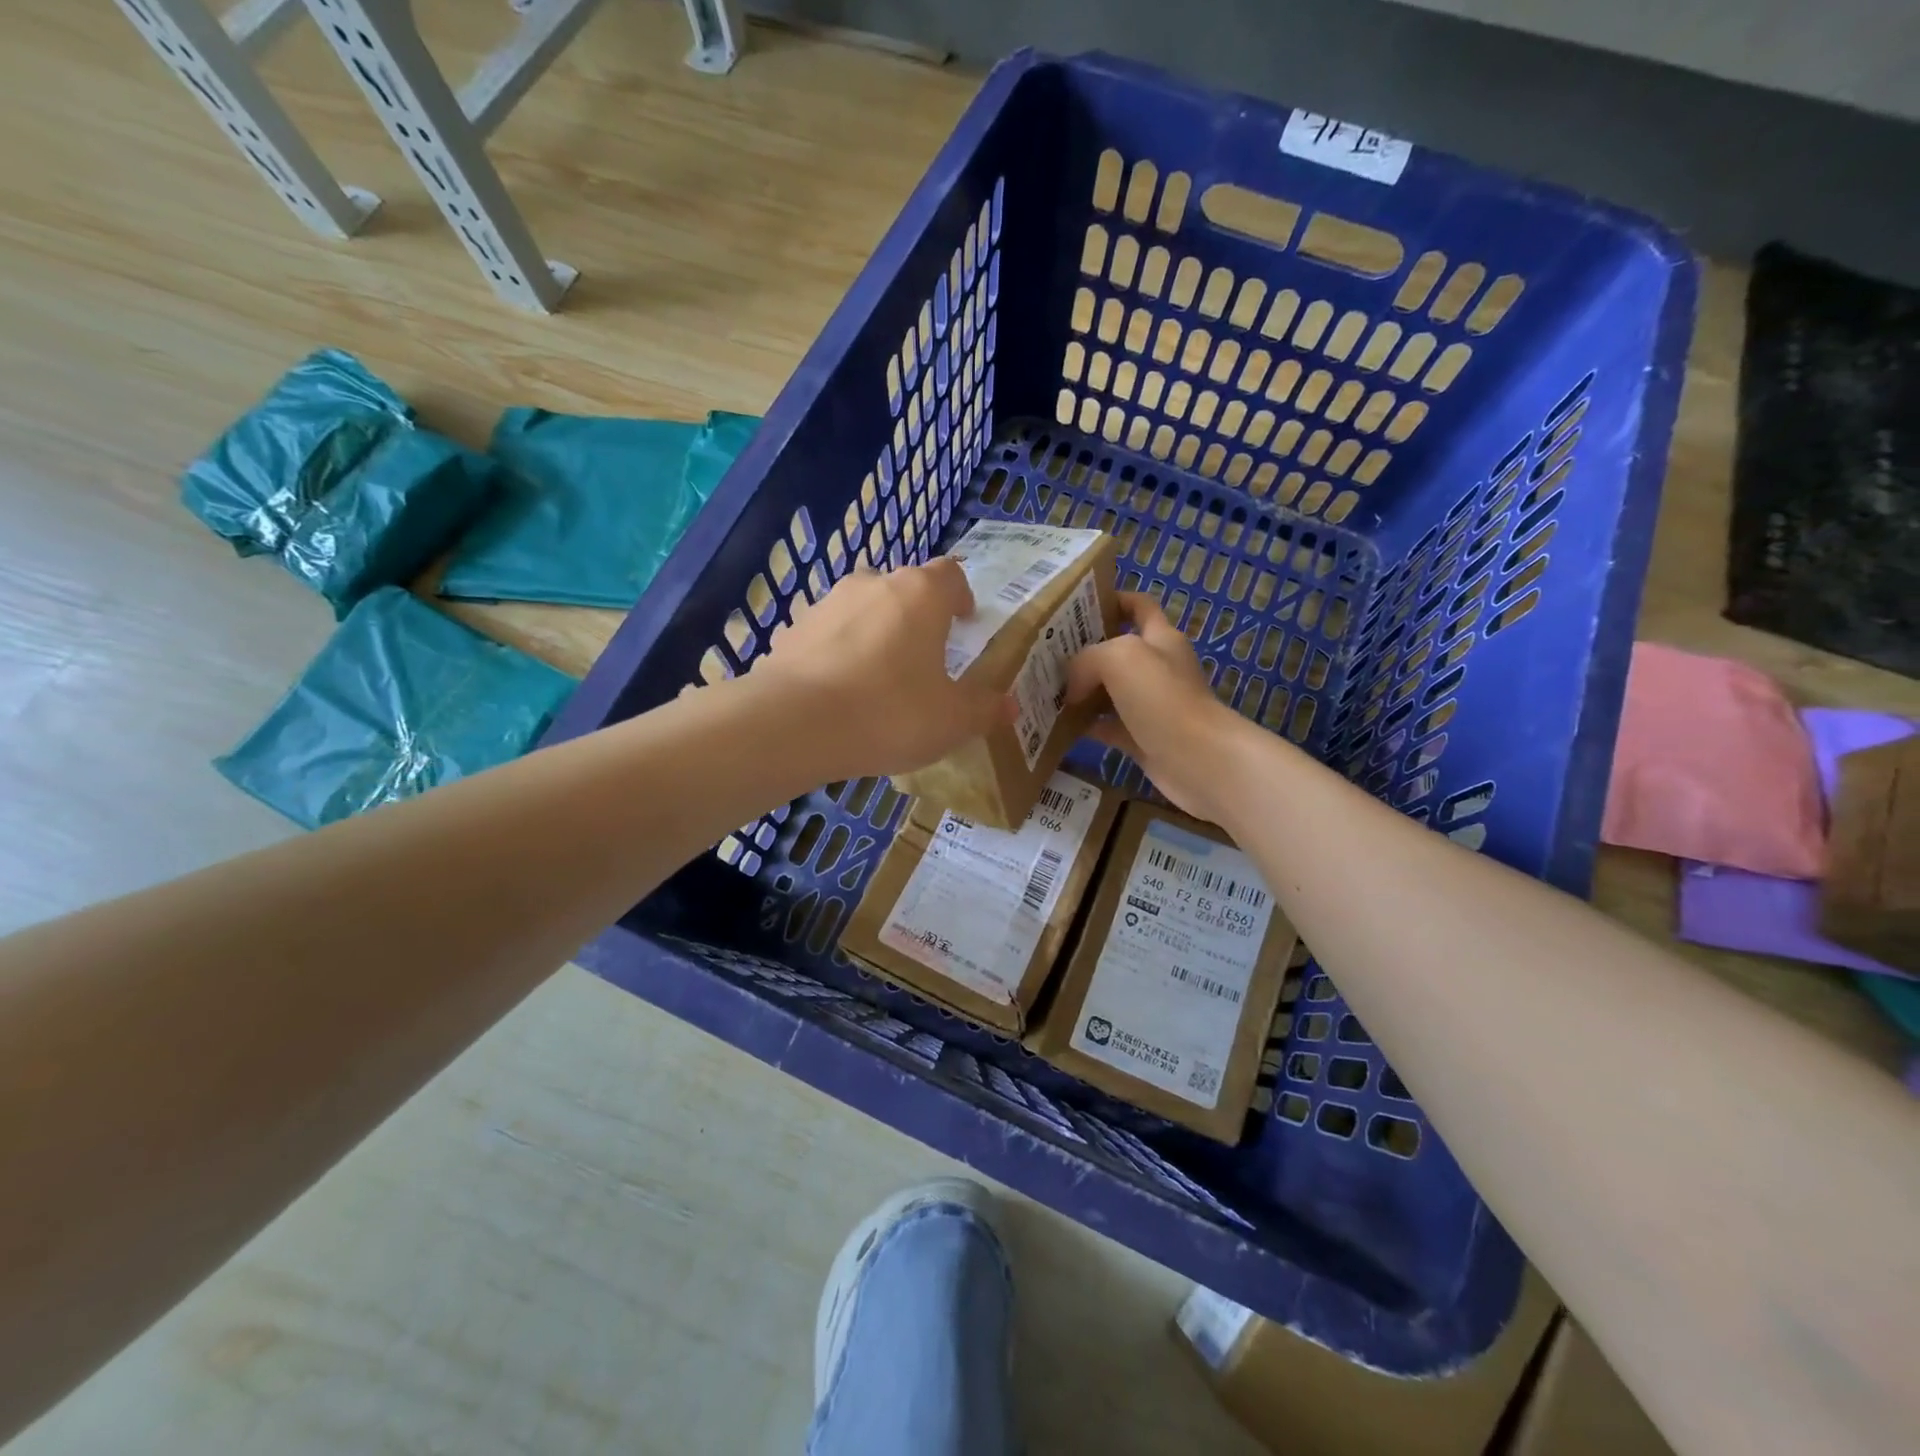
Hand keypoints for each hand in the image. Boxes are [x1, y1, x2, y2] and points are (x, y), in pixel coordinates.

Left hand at [750, 559, 1013, 779]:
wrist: (794, 725)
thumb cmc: (890, 713)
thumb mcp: (952, 721)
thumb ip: (984, 709)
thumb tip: (1008, 705)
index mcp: (920, 594)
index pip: (950, 575)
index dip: (961, 596)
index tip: (964, 621)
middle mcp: (873, 584)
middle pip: (904, 588)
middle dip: (917, 615)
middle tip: (924, 655)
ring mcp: (827, 604)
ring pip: (863, 608)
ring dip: (876, 631)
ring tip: (879, 676)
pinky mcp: (792, 630)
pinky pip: (828, 635)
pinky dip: (839, 653)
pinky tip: (840, 692)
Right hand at [1066, 593, 1249, 822]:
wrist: (1199, 760)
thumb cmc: (1163, 699)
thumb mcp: (1120, 658)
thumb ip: (1087, 659)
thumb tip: (1072, 686)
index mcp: (1160, 638)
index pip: (1138, 606)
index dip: (1112, 600)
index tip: (1076, 606)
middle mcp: (1157, 668)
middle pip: (1116, 650)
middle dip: (1083, 650)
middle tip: (1045, 654)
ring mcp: (1150, 705)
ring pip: (1108, 691)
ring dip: (1080, 691)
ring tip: (1043, 689)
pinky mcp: (1142, 738)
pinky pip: (1107, 727)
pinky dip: (1085, 726)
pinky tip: (1058, 726)